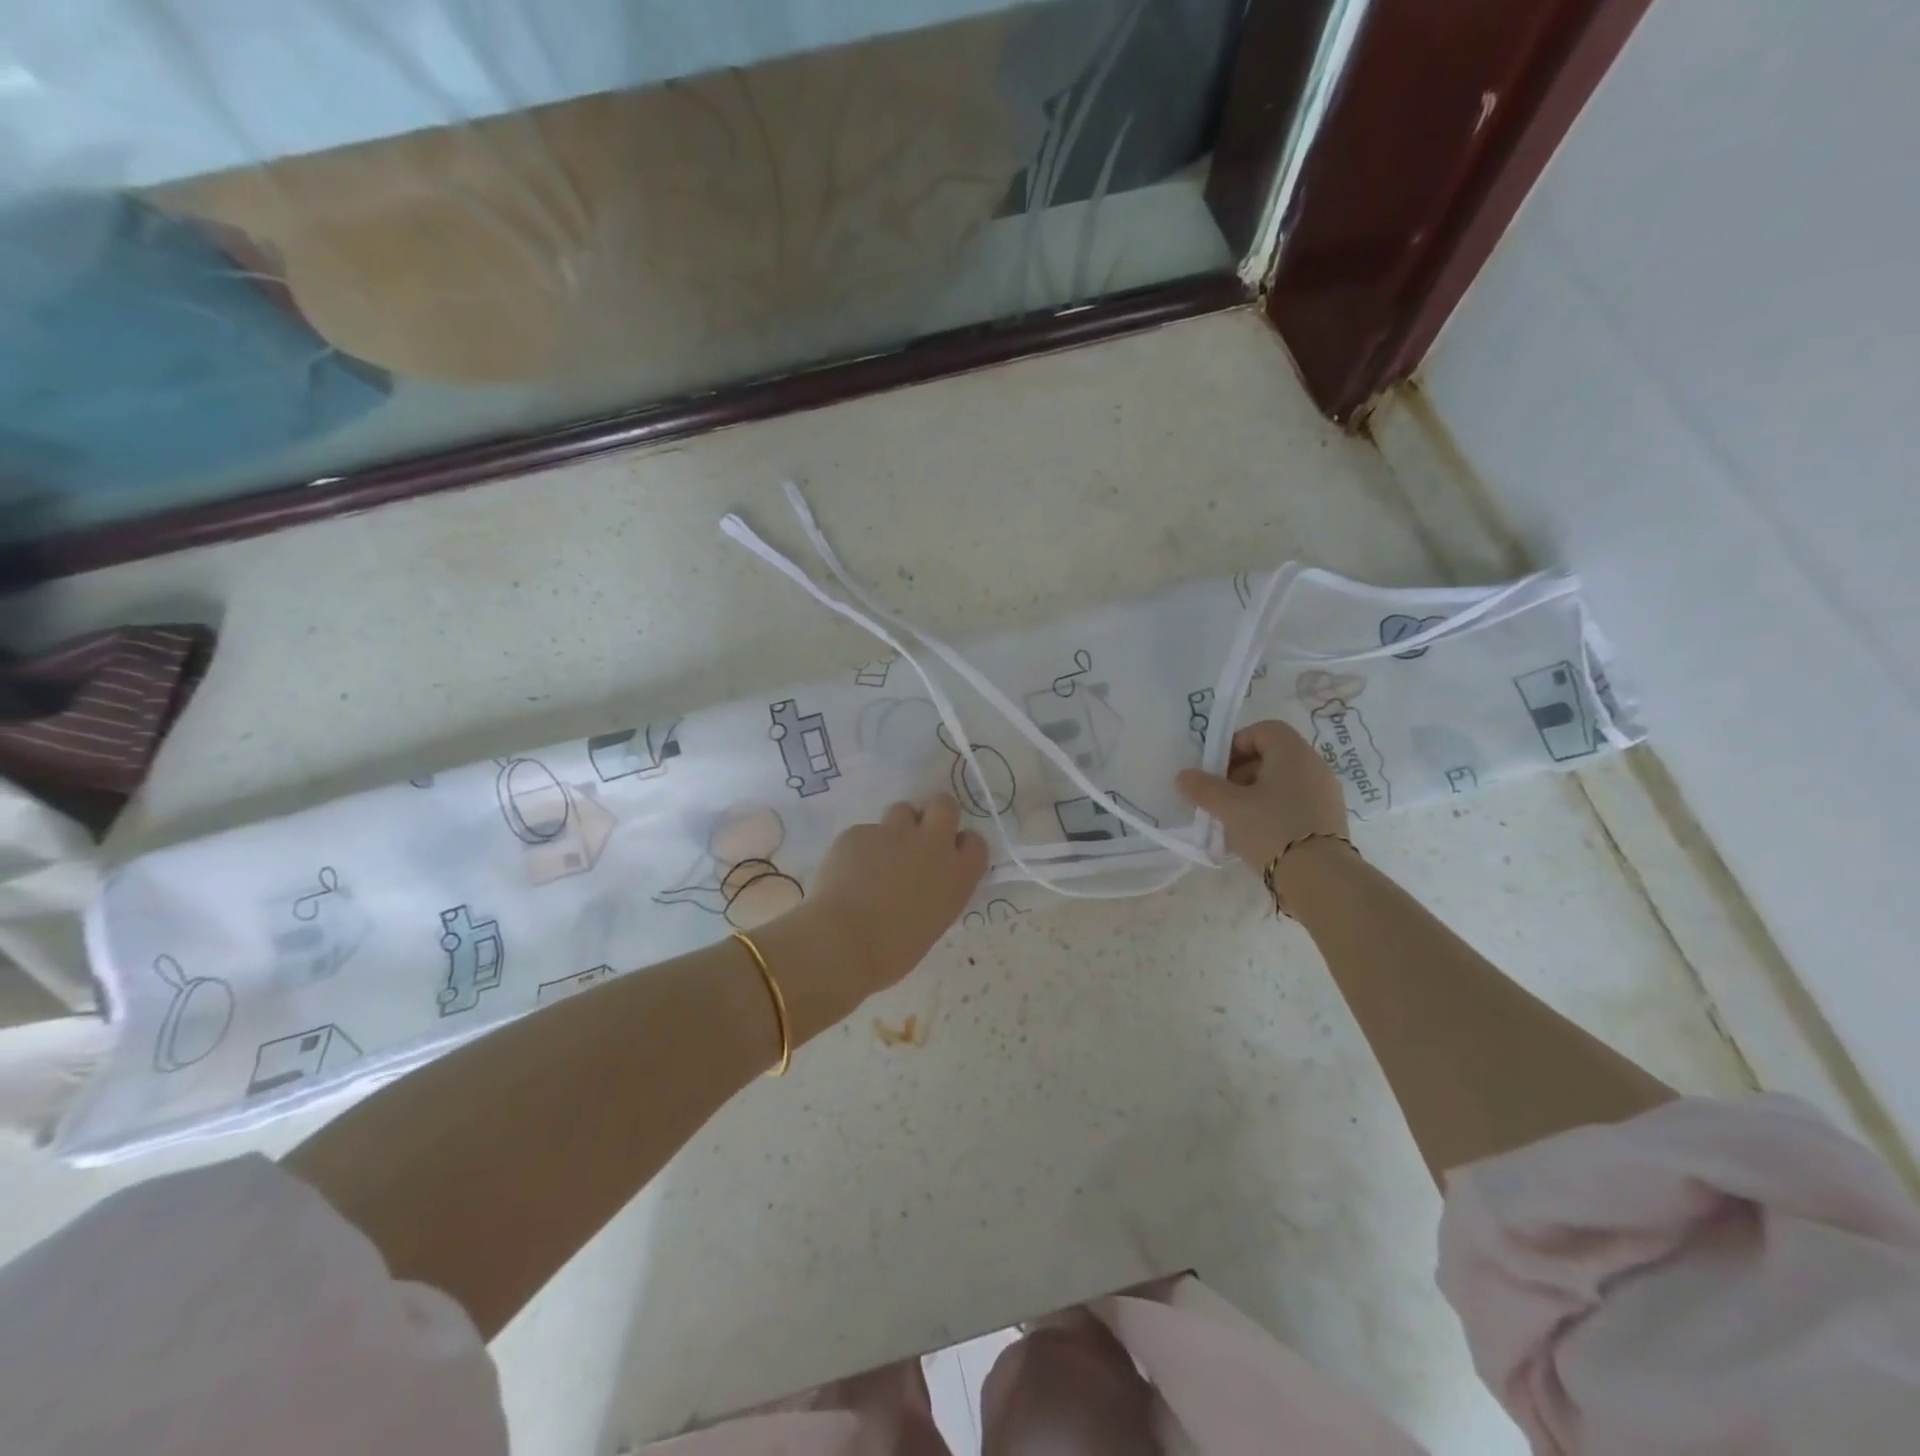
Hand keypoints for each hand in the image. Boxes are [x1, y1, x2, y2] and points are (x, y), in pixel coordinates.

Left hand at [809, 794, 989, 994]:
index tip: (949, 855)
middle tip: (919, 835)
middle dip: (934, 814)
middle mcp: (932, 845)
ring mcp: (895, 833)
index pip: (975, 842)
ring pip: (902, 810)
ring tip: (879, 855)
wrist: (843, 941)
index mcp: (957, 875)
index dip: (961, 845)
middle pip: (944, 805)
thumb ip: (936, 893)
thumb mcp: (932, 923)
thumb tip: (923, 884)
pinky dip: (860, 848)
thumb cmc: (893, 951)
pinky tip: (847, 872)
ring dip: (896, 827)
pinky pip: (865, 832)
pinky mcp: (860, 831)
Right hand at [1175, 720, 1347, 867]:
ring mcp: (1325, 794)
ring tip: (1235, 819)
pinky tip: (1257, 835)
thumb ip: (1203, 788)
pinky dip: (1273, 810)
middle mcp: (1314, 766)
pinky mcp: (1328, 820)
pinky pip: (1295, 803)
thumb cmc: (1271, 828)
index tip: (1217, 769)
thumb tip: (1184, 776)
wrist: (1320, 878)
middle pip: (1272, 756)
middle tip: (1221, 796)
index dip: (1236, 743)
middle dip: (1241, 772)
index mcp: (1293, 753)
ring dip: (1255, 794)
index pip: (1264, 730)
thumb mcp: (1229, 807)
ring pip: (1282, 782)